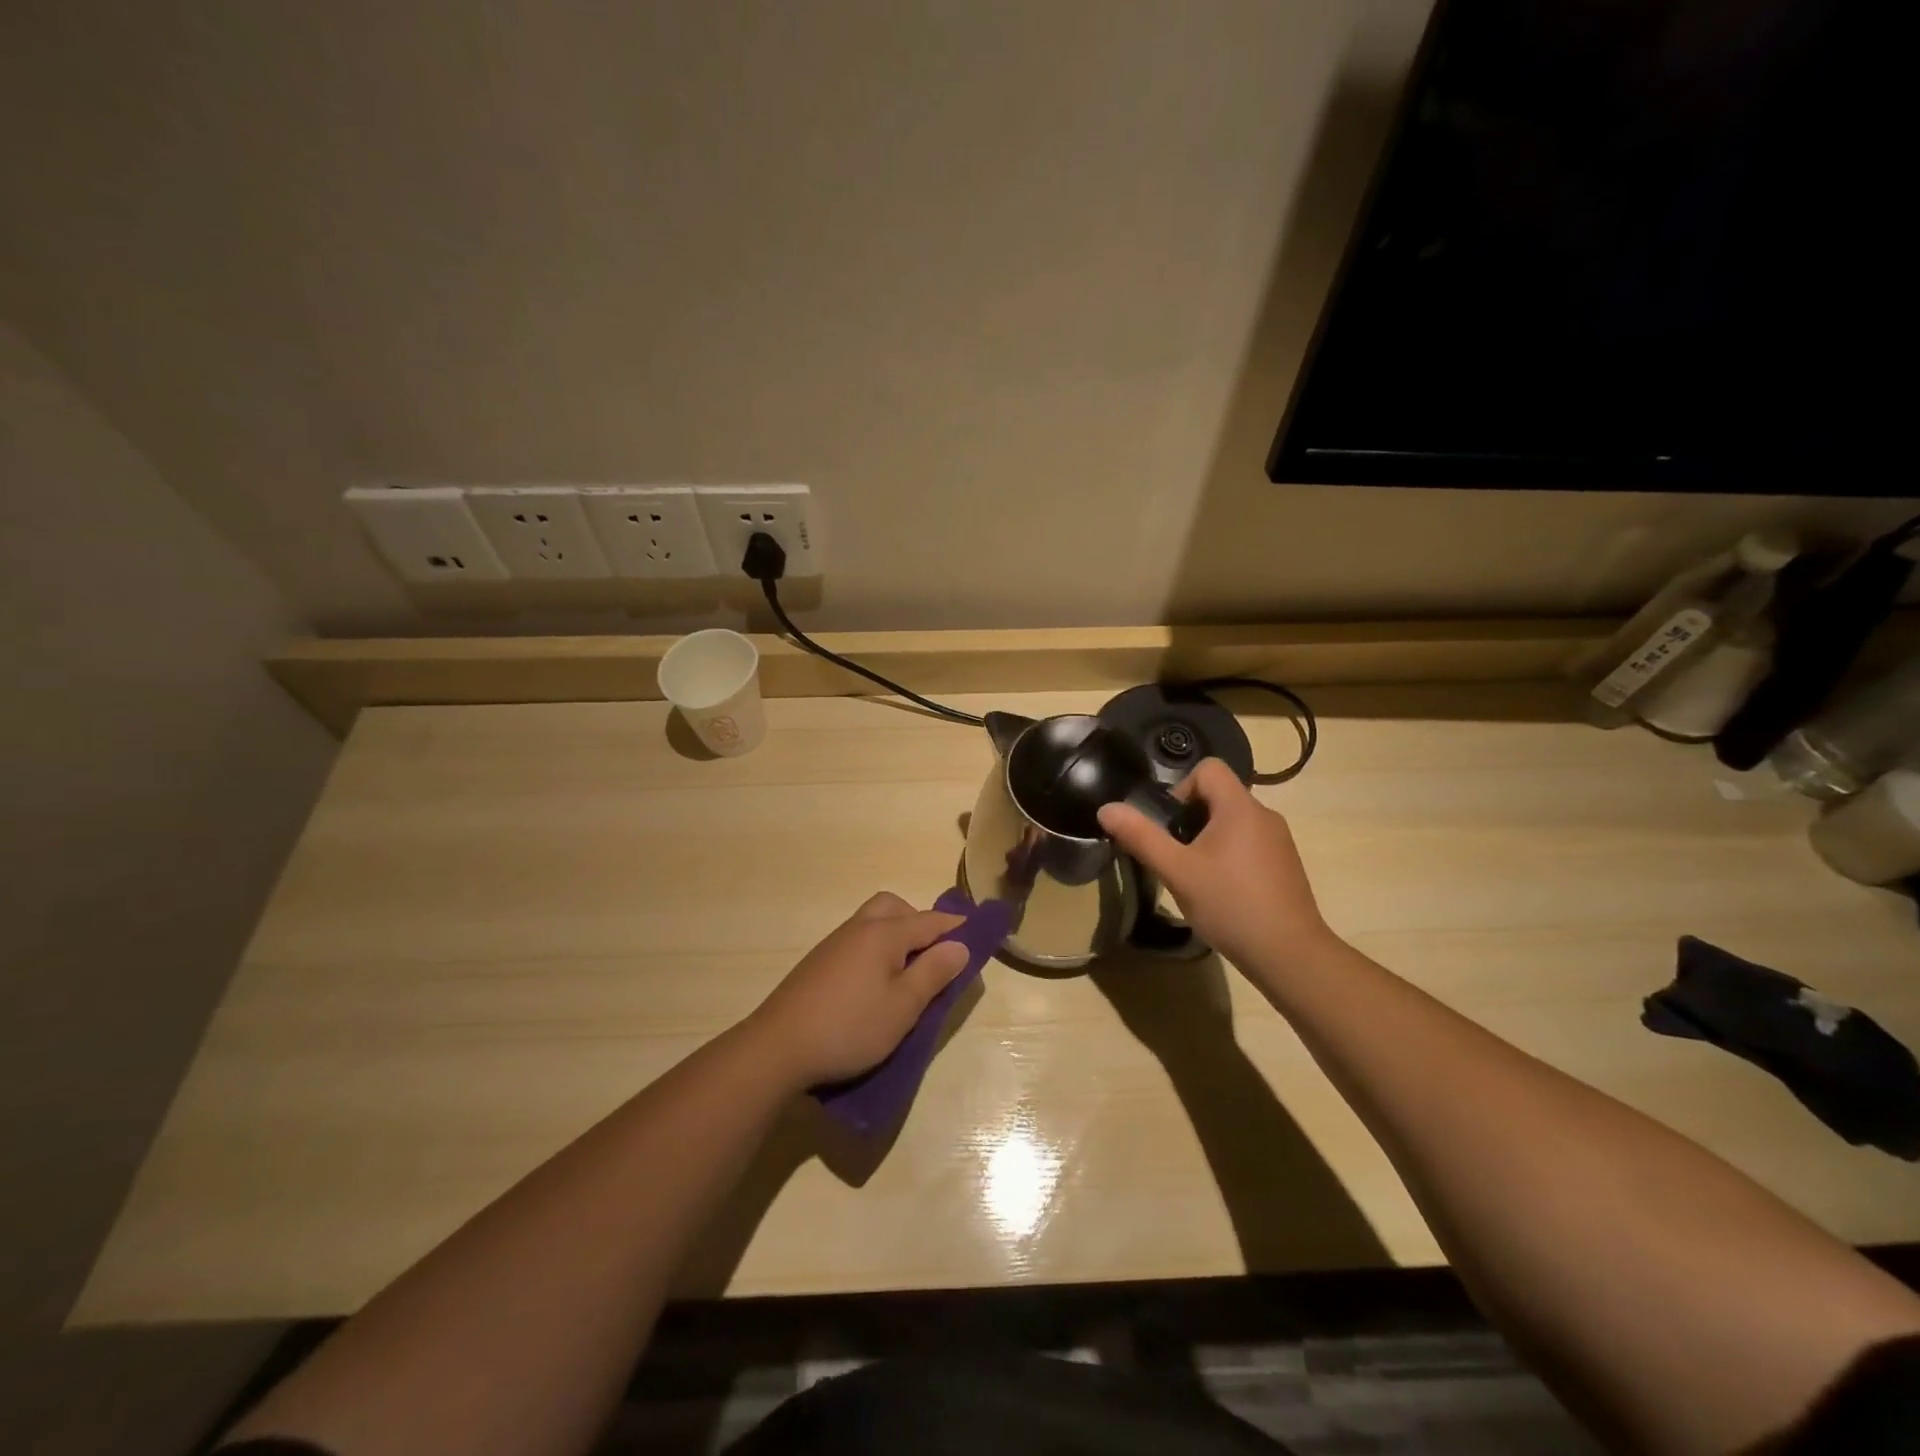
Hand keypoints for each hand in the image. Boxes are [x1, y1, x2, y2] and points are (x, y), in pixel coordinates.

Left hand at [747, 892, 968, 1088]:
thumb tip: (960, 945)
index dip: (957, 927)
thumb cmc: (849, 1027)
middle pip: (895, 908)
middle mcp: (859, 928)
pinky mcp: (818, 963)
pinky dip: (876, 949)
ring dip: (896, 935)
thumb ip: (933, 973)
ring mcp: (834, 944)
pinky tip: (875, 983)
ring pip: (873, 922)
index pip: (930, 921)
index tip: (979, 934)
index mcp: (884, 933)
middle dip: (920, 922)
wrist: (777, 1047)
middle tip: (934, 956)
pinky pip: (857, 941)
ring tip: (907, 973)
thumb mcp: (903, 1007)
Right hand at [1097, 759, 1337, 976]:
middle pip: (1219, 796)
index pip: (1208, 768)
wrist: (1290, 954)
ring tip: (1196, 877)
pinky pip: (1250, 844)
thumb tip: (1106, 808)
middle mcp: (1264, 815)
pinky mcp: (1286, 865)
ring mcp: (1280, 841)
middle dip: (1190, 819)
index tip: (1170, 827)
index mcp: (1240, 807)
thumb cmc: (1230, 904)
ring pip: (1233, 822)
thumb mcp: (1176, 871)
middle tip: (1176, 857)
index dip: (1181, 789)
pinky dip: (1230, 856)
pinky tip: (1222, 892)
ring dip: (1209, 840)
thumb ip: (1141, 836)